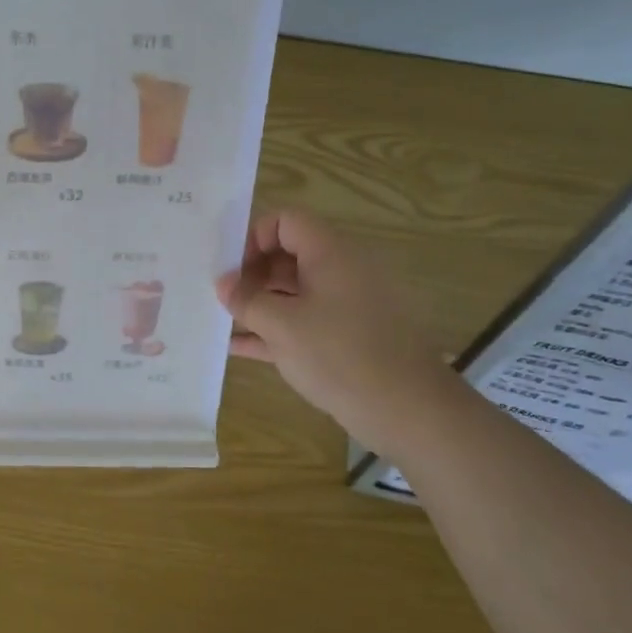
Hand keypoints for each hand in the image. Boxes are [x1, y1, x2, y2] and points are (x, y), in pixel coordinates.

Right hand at [215, 209, 463, 456]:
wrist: (408, 411)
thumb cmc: (340, 355)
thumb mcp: (282, 325)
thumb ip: (247, 300)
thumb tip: (224, 284)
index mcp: (330, 254)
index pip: (286, 221)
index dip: (254, 237)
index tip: (232, 270)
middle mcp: (341, 271)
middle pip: (289, 254)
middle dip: (252, 273)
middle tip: (224, 298)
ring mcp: (346, 305)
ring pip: (294, 290)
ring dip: (259, 303)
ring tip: (224, 321)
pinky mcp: (348, 337)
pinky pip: (304, 321)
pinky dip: (275, 329)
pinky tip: (239, 347)